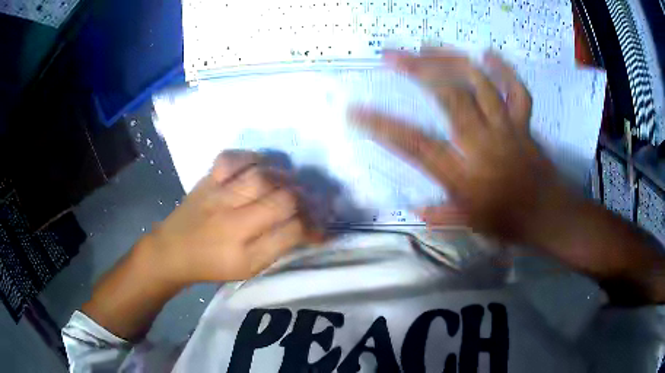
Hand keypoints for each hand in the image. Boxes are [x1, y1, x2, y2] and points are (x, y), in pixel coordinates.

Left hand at [145, 150, 304, 284]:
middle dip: (305, 200)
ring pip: (261, 176)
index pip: (291, 232)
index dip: (314, 228)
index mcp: (244, 253)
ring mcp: (218, 195)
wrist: (173, 250)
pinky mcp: (207, 179)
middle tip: (312, 202)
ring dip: (285, 177)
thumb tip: (306, 229)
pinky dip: (251, 157)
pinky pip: (231, 158)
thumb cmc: (212, 265)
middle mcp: (232, 222)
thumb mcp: (247, 270)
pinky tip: (261, 165)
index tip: (322, 229)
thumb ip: (277, 248)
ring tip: (291, 183)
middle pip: (281, 200)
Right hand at [350, 48, 560, 242]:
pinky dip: (504, 70)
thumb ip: (443, 215)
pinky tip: (487, 54)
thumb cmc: (510, 223)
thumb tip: (416, 212)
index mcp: (463, 174)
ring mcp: (505, 128)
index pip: (415, 145)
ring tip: (427, 47)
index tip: (356, 111)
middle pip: (448, 98)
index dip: (383, 126)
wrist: (550, 216)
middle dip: (417, 71)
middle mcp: (481, 144)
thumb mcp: (472, 225)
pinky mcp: (524, 123)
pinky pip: (516, 91)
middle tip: (392, 56)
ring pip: (479, 84)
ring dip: (451, 60)